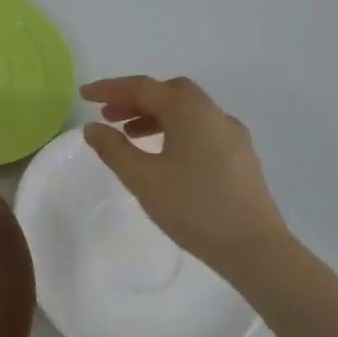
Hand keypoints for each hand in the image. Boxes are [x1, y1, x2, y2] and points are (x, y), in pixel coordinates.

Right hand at [80, 76, 289, 275]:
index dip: (109, 89)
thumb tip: (92, 127)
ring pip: (187, 111)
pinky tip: (162, 155)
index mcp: (190, 111)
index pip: (143, 87)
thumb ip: (113, 148)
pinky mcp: (240, 157)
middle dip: (135, 99)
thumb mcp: (142, 178)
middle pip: (169, 92)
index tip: (83, 96)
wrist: (255, 249)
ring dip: (154, 115)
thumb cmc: (193, 208)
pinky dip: (174, 130)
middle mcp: (213, 114)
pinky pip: (200, 129)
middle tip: (108, 116)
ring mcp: (232, 135)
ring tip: (129, 136)